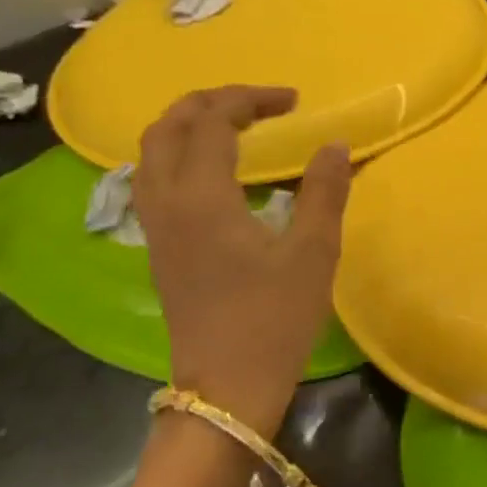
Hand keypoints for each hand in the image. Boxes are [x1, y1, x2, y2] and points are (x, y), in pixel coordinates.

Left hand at [134, 87, 351, 418]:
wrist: (227, 387)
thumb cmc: (274, 319)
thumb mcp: (314, 253)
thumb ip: (324, 191)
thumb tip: (335, 144)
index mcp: (202, 198)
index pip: (213, 121)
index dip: (251, 99)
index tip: (294, 101)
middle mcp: (166, 203)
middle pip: (166, 127)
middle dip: (210, 102)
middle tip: (259, 104)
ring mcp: (156, 228)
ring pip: (151, 153)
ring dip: (187, 125)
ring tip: (233, 127)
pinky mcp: (159, 249)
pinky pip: (153, 180)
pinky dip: (179, 155)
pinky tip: (215, 173)